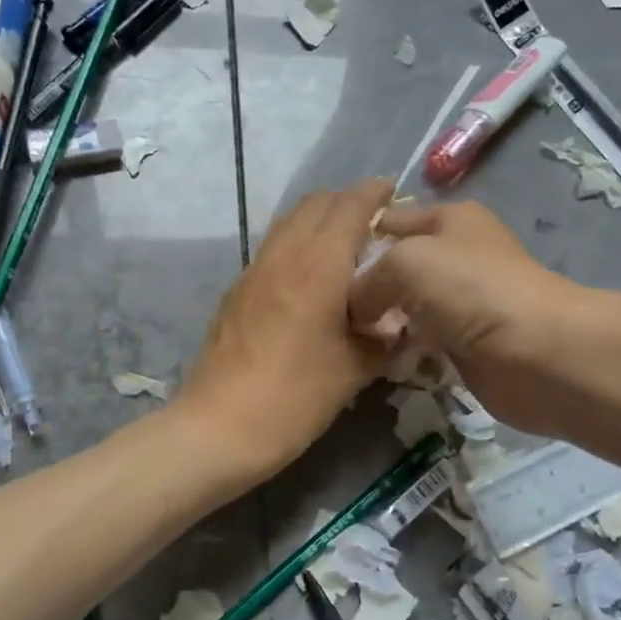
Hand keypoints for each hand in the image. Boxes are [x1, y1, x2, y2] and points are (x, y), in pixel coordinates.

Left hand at [178, 179, 393, 481]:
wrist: (219, 428)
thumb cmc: (294, 398)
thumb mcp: (354, 371)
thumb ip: (383, 340)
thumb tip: (401, 329)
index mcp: (318, 266)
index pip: (350, 206)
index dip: (375, 192)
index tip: (395, 191)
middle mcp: (283, 255)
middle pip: (315, 204)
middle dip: (347, 202)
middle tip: (375, 223)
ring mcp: (253, 271)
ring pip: (289, 224)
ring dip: (319, 221)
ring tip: (345, 247)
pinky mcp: (236, 293)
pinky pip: (273, 250)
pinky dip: (298, 246)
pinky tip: (310, 280)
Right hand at [347, 200, 581, 436]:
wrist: (538, 352)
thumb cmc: (471, 291)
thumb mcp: (406, 263)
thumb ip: (366, 279)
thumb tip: (355, 310)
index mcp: (449, 219)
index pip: (387, 220)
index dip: (353, 239)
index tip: (316, 267)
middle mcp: (456, 255)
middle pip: (394, 267)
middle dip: (363, 288)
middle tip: (326, 311)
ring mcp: (462, 302)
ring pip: (406, 307)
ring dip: (382, 323)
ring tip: (348, 339)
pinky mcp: (466, 343)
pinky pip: (422, 341)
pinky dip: (402, 350)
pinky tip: (380, 360)